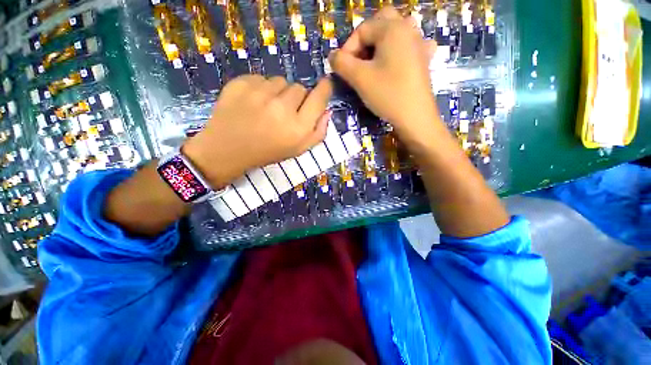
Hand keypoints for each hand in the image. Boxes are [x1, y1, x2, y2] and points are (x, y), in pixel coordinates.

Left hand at [183, 75, 332, 188]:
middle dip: (297, 97)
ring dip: (278, 92)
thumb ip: (318, 132)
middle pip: (300, 88)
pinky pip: (261, 78)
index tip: (325, 86)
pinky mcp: (241, 83)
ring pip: (280, 81)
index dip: (324, 89)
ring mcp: (260, 93)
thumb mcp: (298, 150)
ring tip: (267, 107)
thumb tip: (327, 111)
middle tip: (286, 111)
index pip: (319, 97)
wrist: (227, 149)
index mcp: (298, 127)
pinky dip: (261, 88)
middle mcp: (282, 108)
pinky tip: (253, 103)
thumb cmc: (267, 152)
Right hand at [329, 7, 438, 143]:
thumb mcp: (359, 78)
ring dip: (381, 44)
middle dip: (365, 40)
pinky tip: (395, 63)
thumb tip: (332, 56)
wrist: (415, 116)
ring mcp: (419, 44)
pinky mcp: (424, 59)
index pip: (362, 30)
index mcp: (392, 28)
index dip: (348, 49)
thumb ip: (341, 63)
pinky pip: (408, 46)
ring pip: (395, 32)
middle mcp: (408, 29)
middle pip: (381, 22)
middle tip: (358, 61)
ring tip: (373, 63)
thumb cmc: (387, 94)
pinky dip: (398, 51)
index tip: (342, 69)